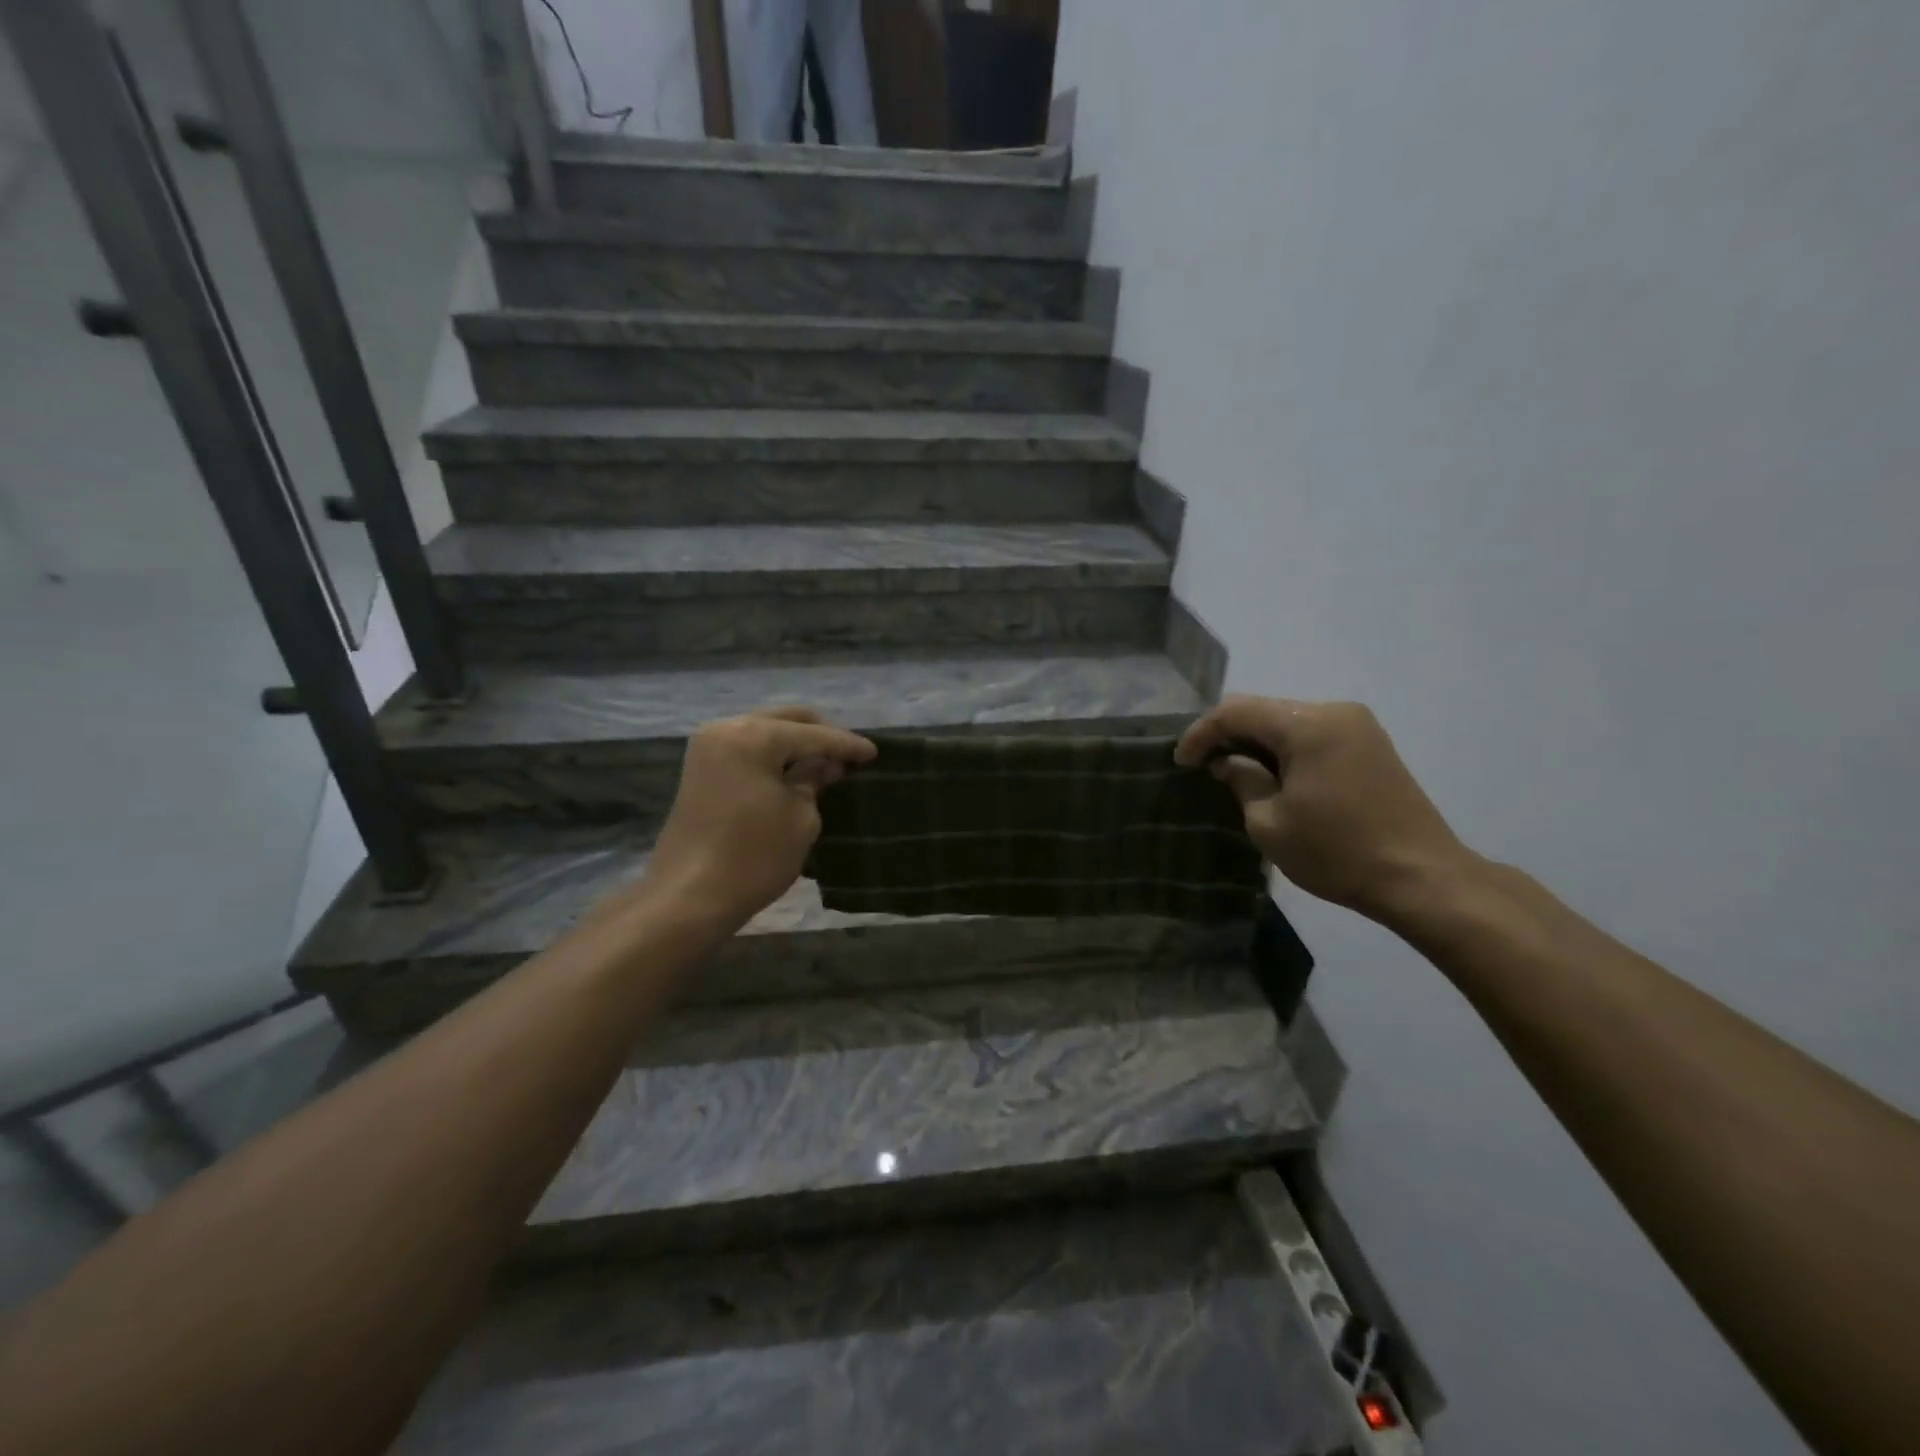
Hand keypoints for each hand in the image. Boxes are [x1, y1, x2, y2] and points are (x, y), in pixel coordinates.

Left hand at [642, 707, 876, 933]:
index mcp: (753, 736)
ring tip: (825, 765)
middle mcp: (726, 729)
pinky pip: (747, 749)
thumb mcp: (801, 818)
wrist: (688, 897)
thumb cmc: (753, 856)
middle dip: (819, 735)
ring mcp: (708, 749)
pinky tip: (795, 773)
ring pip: (764, 732)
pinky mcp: (701, 771)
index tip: (875, 753)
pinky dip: (774, 756)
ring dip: (795, 745)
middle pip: (785, 721)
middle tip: (848, 756)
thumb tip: (825, 765)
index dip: (847, 745)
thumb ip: (815, 781)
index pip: (813, 734)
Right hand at [1175, 696, 1474, 926]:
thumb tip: (1229, 763)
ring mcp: (1358, 726)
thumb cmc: (1337, 852)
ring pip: (1287, 721)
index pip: (1236, 711)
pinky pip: (1312, 735)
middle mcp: (1334, 712)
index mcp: (1307, 725)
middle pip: (1263, 710)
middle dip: (1227, 735)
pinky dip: (1284, 749)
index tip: (1181, 763)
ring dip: (1256, 743)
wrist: (1422, 879)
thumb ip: (1242, 781)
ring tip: (1231, 772)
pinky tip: (1271, 775)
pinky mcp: (1371, 745)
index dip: (1201, 733)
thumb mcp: (1270, 823)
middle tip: (1202, 766)